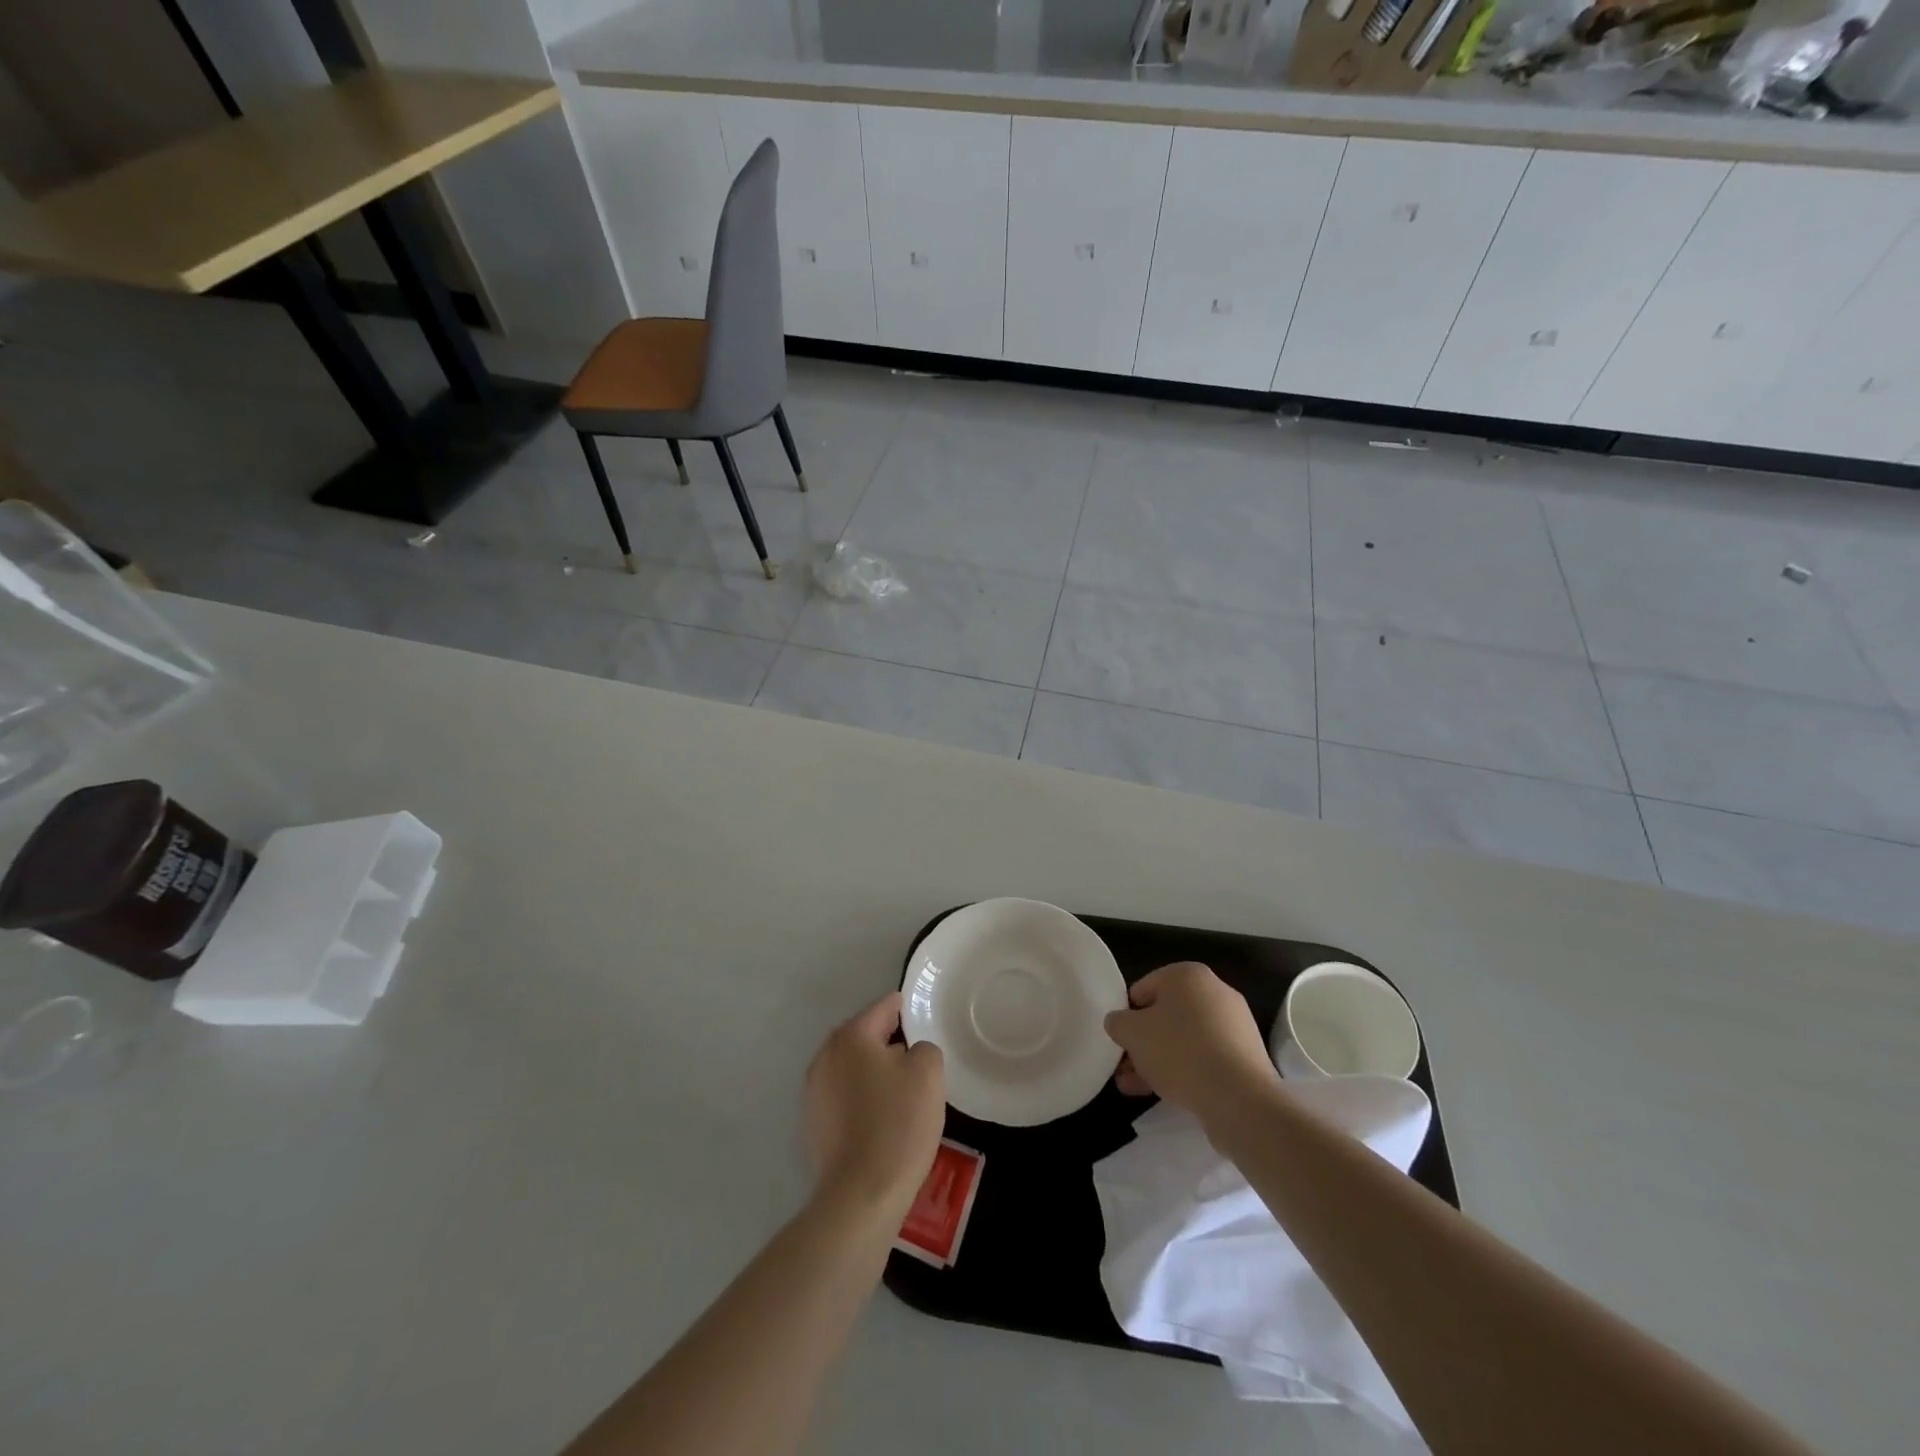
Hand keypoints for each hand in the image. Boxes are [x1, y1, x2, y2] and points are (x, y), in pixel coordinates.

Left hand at [805, 992, 945, 1222]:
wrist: (861, 1195)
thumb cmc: (898, 1124)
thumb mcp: (928, 1073)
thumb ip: (924, 1046)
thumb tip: (909, 1052)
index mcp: (852, 1035)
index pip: (886, 1006)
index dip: (911, 1014)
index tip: (929, 1030)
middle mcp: (826, 1054)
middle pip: (866, 1035)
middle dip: (892, 1044)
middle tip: (920, 1066)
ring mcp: (814, 1090)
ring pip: (854, 1067)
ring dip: (876, 1073)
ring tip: (903, 1097)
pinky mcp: (813, 1122)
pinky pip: (844, 1096)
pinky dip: (863, 1100)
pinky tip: (882, 1122)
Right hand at [1105, 962, 1280, 1132]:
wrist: (1240, 1099)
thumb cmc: (1179, 1051)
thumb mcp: (1131, 1033)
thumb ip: (1118, 1022)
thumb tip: (1119, 1022)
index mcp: (1188, 974)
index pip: (1143, 988)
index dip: (1126, 1015)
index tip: (1119, 1041)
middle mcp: (1215, 991)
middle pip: (1165, 1015)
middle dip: (1143, 1042)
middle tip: (1125, 1067)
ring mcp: (1235, 1024)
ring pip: (1185, 1039)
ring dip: (1159, 1059)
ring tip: (1136, 1087)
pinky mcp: (1246, 1055)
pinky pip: (1206, 1057)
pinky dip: (1185, 1070)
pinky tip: (1166, 1093)